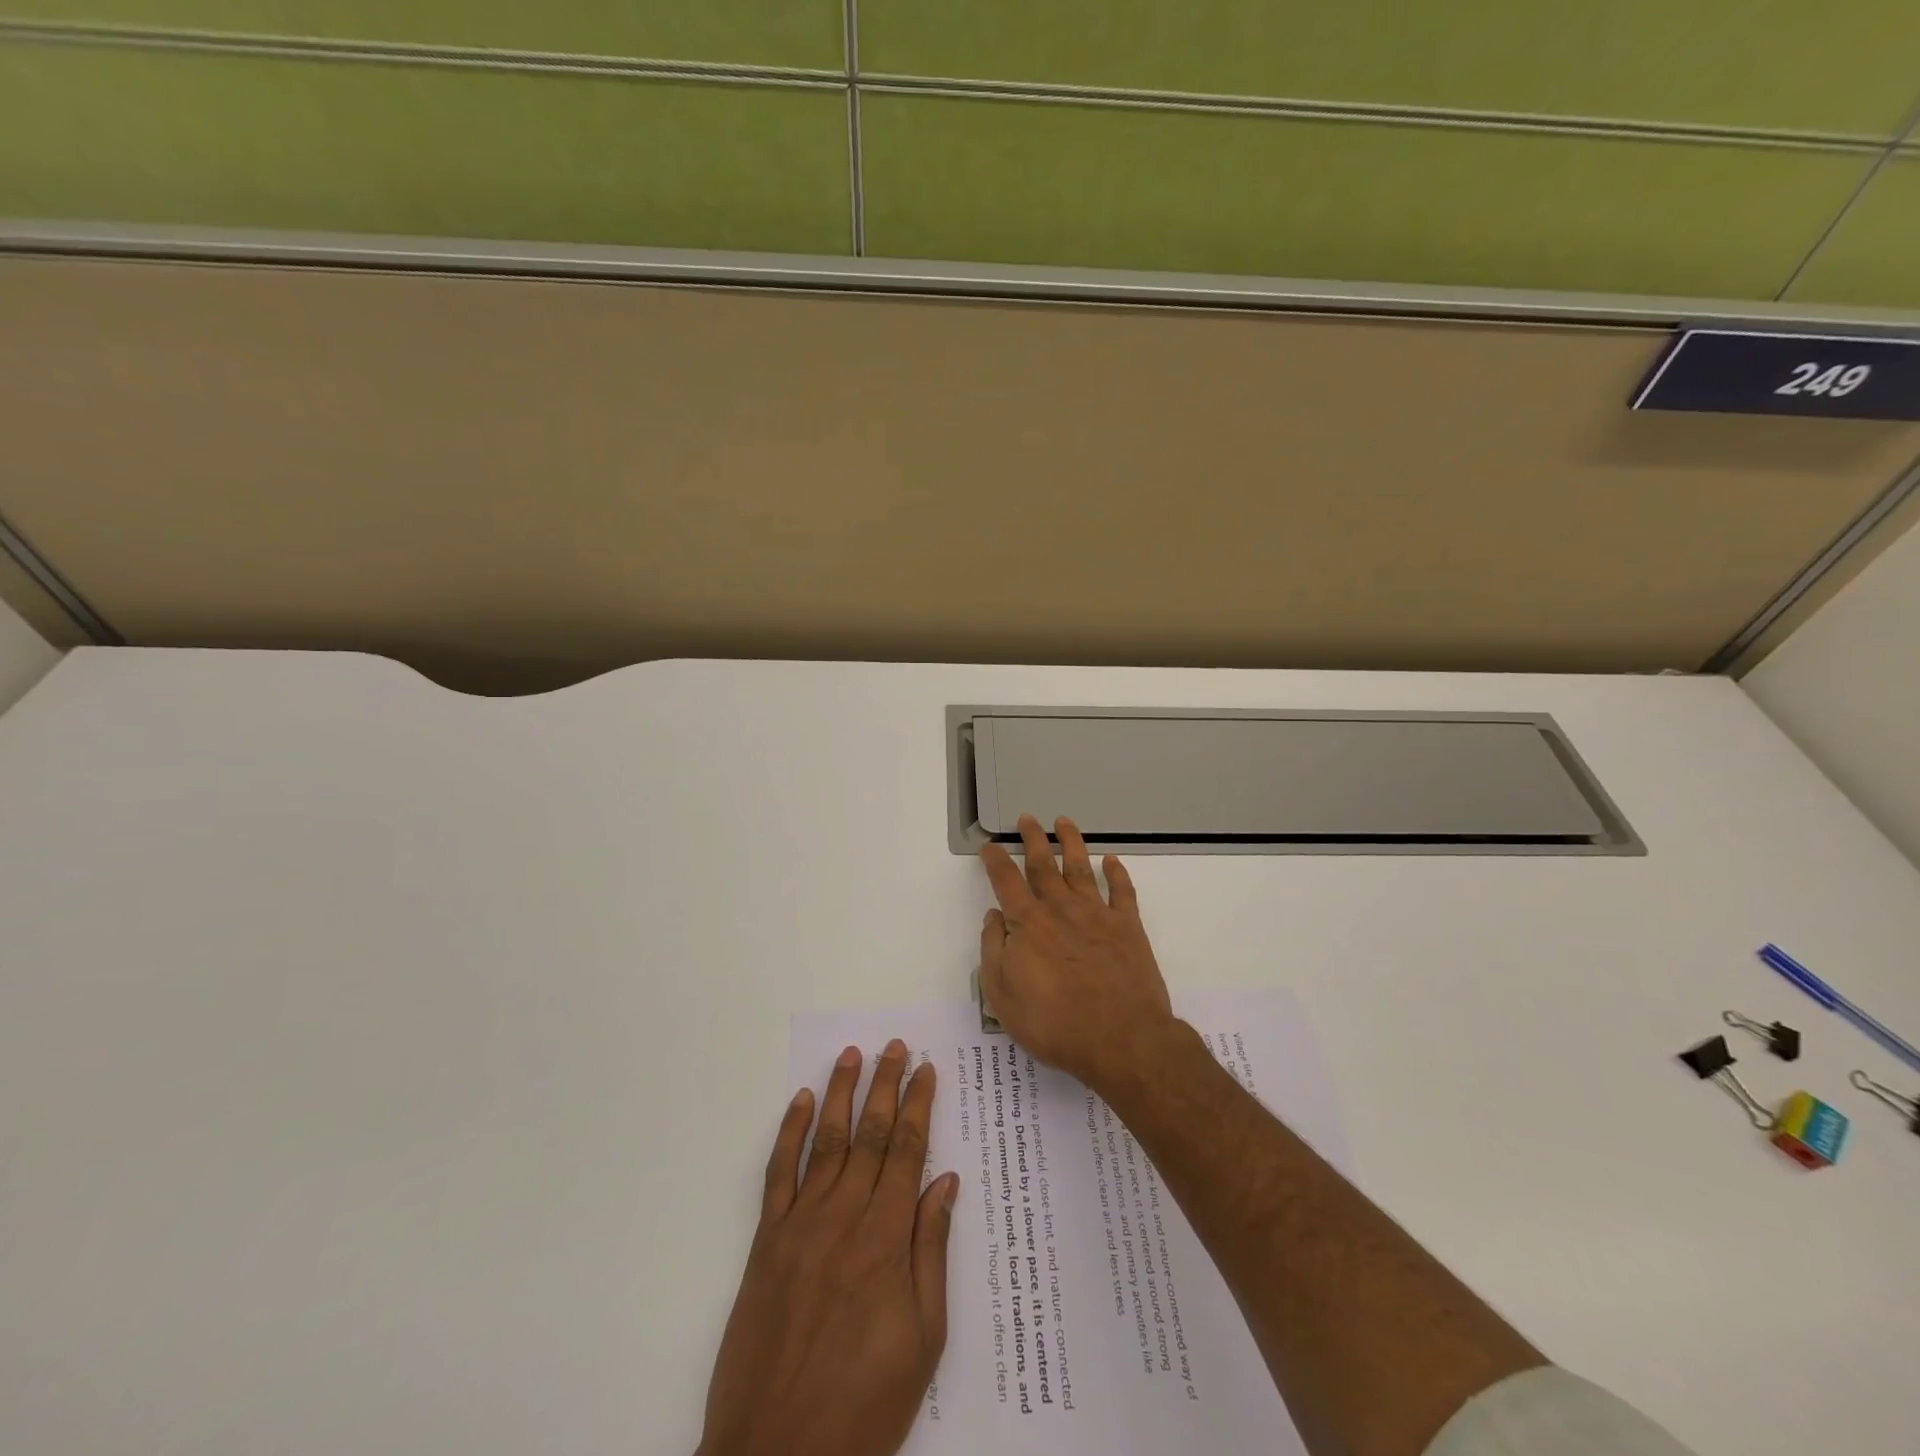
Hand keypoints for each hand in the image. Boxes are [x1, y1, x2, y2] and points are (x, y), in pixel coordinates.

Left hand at [698, 1041, 957, 1455]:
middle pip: (870, 1135)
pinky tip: (802, 1102)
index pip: (907, 1153)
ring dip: (842, 1094)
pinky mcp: (766, 1242)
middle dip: (886, 1086)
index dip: (918, 1107)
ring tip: (853, 1055)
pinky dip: (790, 1133)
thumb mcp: (922, 1341)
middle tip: (896, 1046)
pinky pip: (779, 1174)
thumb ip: (930, 1253)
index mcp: (885, 1240)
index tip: (927, 1071)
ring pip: (827, 1142)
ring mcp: (800, 1225)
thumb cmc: (863, 1406)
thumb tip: (945, 1183)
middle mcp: (843, 1217)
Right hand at [978, 814, 1176, 1091]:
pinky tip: (1113, 861)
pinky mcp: (1128, 927)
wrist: (1121, 1040)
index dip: (995, 861)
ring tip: (1065, 822)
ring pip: (1081, 868)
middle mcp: (1061, 909)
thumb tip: (995, 917)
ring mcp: (1097, 914)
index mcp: (1028, 924)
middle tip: (1027, 818)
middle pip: (1043, 864)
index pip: (1006, 882)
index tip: (989, 846)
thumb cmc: (1054, 1024)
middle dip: (1033, 839)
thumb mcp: (1003, 996)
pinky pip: (1122, 892)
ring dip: (1072, 843)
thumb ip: (994, 951)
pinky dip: (1118, 873)